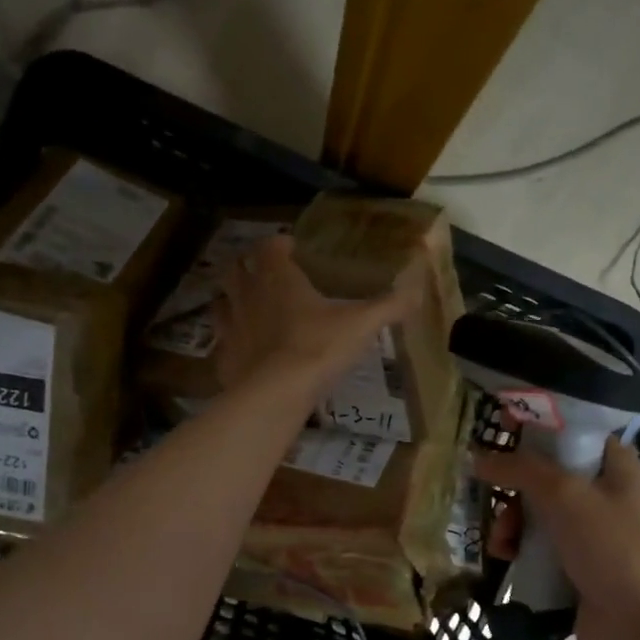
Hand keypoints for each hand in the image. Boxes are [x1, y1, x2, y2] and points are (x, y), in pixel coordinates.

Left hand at [214, 234, 424, 402]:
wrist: (276, 394)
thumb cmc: (318, 348)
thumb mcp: (362, 325)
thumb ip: (389, 306)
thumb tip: (417, 290)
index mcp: (279, 279)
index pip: (270, 247)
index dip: (278, 245)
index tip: (290, 249)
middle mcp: (248, 296)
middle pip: (235, 268)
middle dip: (246, 266)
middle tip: (263, 273)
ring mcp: (230, 327)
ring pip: (221, 302)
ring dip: (231, 300)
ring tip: (248, 307)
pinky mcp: (223, 358)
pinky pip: (222, 342)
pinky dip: (231, 341)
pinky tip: (244, 351)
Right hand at [475, 435, 639, 639]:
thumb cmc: (612, 549)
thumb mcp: (566, 496)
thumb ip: (522, 470)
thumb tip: (479, 457)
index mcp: (620, 470)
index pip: (576, 436)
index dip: (539, 432)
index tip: (502, 435)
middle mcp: (609, 499)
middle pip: (550, 477)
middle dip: (516, 489)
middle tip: (496, 499)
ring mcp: (594, 537)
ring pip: (540, 515)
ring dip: (512, 523)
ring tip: (501, 542)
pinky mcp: (578, 570)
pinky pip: (540, 548)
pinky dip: (520, 549)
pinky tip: (505, 559)